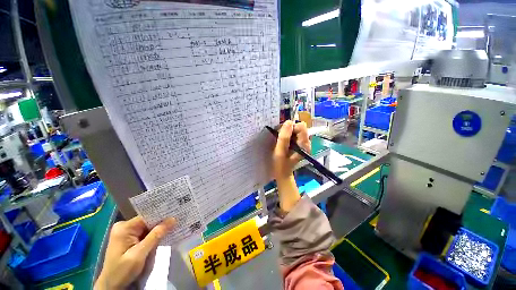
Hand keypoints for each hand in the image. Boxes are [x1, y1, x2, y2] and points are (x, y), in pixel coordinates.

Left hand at [95, 216, 175, 289]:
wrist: (112, 286)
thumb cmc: (122, 271)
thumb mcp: (139, 254)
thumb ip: (156, 236)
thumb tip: (173, 219)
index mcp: (124, 228)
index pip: (147, 216)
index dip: (162, 215)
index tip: (177, 213)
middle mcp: (125, 227)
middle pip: (148, 221)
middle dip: (161, 223)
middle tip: (178, 220)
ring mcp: (127, 233)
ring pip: (148, 228)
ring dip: (159, 230)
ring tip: (174, 226)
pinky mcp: (130, 240)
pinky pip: (146, 234)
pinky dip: (155, 236)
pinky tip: (164, 235)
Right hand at [272, 121, 309, 211]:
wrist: (282, 173)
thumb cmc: (280, 165)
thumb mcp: (280, 152)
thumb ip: (284, 137)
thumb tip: (288, 122)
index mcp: (304, 144)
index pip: (301, 127)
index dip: (290, 128)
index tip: (282, 134)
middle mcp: (306, 142)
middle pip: (299, 127)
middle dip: (288, 130)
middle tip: (280, 138)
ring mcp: (303, 143)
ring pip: (295, 130)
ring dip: (286, 133)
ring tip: (280, 141)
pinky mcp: (299, 143)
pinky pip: (293, 134)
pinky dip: (287, 135)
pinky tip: (282, 142)